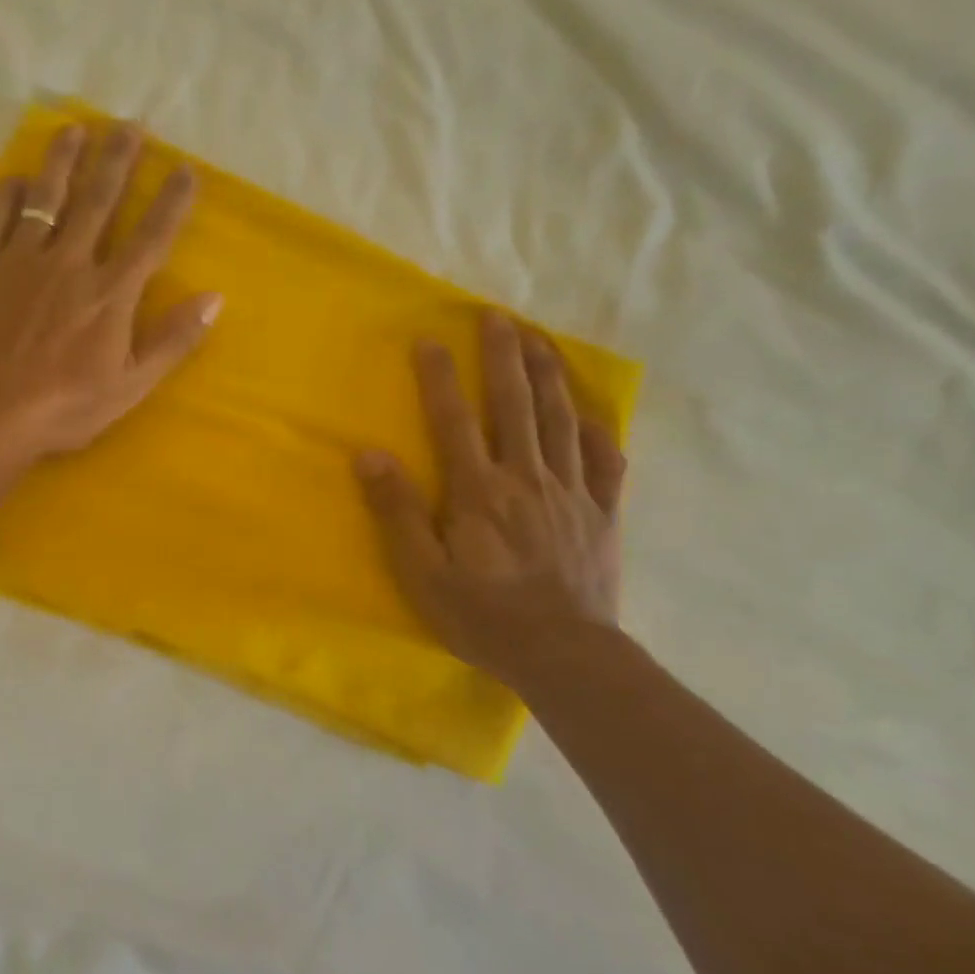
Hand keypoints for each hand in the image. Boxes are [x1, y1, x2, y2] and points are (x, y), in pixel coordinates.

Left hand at [0, 122, 220, 463]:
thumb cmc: (63, 408)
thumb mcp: (131, 387)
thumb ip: (173, 341)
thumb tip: (214, 298)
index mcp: (110, 294)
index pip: (150, 237)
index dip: (171, 201)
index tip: (185, 168)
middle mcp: (70, 263)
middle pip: (99, 200)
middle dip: (118, 160)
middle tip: (130, 125)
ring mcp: (20, 260)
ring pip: (47, 197)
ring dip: (63, 160)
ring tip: (74, 129)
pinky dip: (8, 193)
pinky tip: (17, 178)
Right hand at [355, 312, 626, 673]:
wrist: (564, 656)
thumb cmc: (483, 617)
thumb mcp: (422, 573)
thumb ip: (396, 511)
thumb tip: (369, 454)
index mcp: (478, 490)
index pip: (454, 419)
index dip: (440, 377)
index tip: (430, 339)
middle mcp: (526, 478)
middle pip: (515, 404)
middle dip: (504, 356)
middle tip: (497, 316)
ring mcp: (571, 492)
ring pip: (562, 420)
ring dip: (550, 375)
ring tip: (541, 339)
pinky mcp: (601, 514)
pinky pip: (605, 462)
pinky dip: (598, 430)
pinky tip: (591, 413)